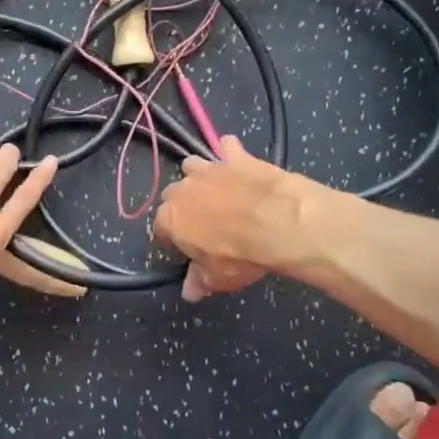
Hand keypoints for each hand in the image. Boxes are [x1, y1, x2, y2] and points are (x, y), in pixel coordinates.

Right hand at [154, 136, 303, 301]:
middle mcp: (183, 189)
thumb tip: (189, 292)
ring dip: (199, 175)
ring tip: (217, 190)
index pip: (161, 229)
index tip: (189, 249)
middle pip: (173, 194)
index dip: (174, 240)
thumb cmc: (240, 254)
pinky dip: (230, 152)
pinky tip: (239, 162)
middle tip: (205, 222)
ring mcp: (209, 168)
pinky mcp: (235, 155)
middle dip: (183, 205)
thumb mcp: (219, 278)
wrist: (277, 220)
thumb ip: (200, 282)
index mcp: (171, 219)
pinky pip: (226, 146)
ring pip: (192, 165)